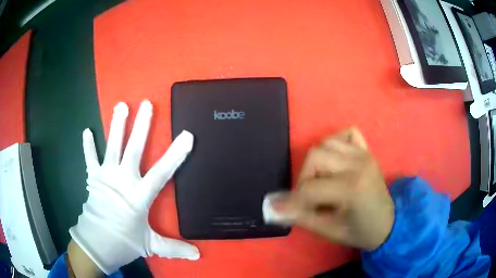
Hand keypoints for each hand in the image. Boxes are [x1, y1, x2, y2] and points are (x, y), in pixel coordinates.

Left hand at [69, 100, 198, 274]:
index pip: (162, 172)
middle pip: (133, 149)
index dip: (175, 154)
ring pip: (112, 146)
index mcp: (139, 196)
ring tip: (121, 105)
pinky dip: (87, 145)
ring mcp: (106, 177)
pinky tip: (86, 130)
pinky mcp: (93, 178)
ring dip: (116, 125)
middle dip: (141, 126)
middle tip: (146, 105)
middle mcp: (123, 181)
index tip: (187, 135)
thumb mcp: (150, 245)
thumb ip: (174, 248)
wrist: (96, 244)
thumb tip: (198, 255)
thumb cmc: (123, 242)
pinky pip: (90, 159)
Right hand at [264, 128, 393, 250]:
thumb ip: (301, 217)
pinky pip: (346, 134)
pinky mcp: (366, 150)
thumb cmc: (360, 231)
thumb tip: (273, 208)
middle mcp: (359, 164)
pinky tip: (335, 161)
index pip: (311, 187)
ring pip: (326, 142)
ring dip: (316, 162)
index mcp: (353, 188)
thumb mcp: (329, 231)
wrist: (387, 223)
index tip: (279, 209)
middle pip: (315, 155)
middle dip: (304, 177)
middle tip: (308, 197)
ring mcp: (364, 154)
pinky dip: (335, 143)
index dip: (291, 199)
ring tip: (321, 181)